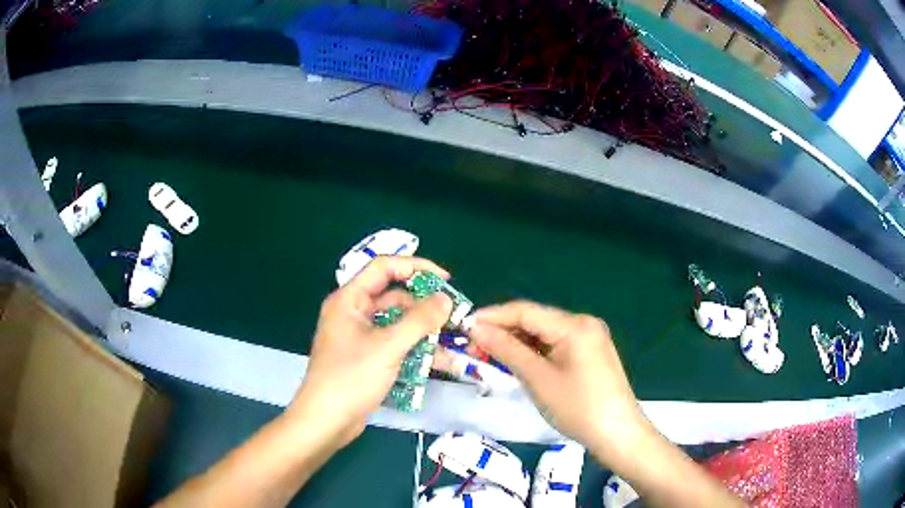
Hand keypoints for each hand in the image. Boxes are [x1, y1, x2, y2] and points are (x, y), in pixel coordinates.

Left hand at [289, 256, 452, 448]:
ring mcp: (359, 336)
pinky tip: (435, 358)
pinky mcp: (366, 356)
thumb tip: (445, 299)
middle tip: (453, 315)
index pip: (384, 267)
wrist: (327, 420)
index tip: (446, 280)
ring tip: (451, 340)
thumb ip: (419, 320)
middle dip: (424, 305)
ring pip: (396, 323)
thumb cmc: (351, 378)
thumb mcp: (388, 346)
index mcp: (349, 299)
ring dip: (422, 330)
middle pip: (393, 296)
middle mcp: (353, 312)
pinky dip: (413, 347)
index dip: (416, 267)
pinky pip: (393, 343)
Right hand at [469, 301, 652, 461]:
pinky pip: (555, 345)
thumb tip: (476, 328)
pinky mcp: (590, 353)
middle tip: (472, 346)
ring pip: (544, 333)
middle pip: (535, 320)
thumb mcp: (538, 379)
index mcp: (575, 325)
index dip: (493, 316)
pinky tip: (517, 361)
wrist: (617, 434)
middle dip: (503, 331)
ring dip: (517, 342)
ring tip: (488, 355)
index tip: (464, 325)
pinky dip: (534, 352)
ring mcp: (589, 338)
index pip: (526, 311)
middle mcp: (583, 323)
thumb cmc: (577, 407)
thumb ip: (506, 349)